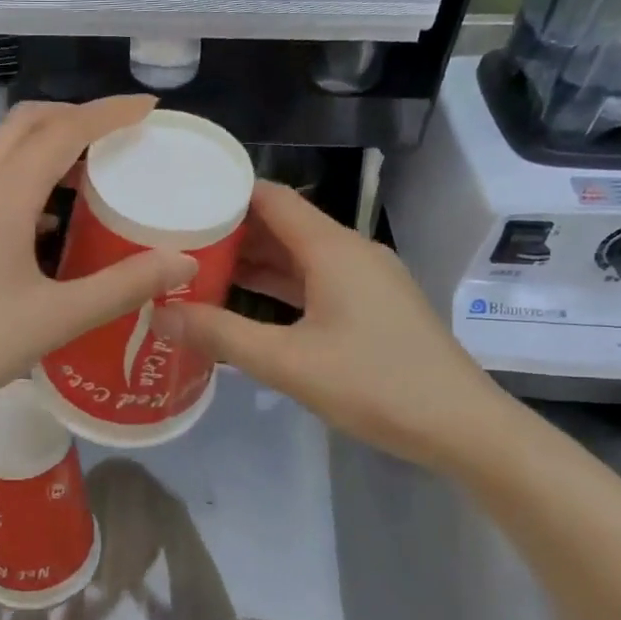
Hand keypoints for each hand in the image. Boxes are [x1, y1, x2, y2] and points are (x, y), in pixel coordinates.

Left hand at [0, 98, 197, 435]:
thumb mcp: (55, 319)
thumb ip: (121, 287)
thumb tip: (181, 261)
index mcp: (3, 195)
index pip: (64, 131)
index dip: (109, 113)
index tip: (148, 108)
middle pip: (27, 124)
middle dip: (76, 117)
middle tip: (119, 136)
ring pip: (2, 150)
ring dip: (46, 146)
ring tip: (90, 172)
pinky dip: (24, 177)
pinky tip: (45, 220)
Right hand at [158, 181, 515, 469]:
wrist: (461, 426)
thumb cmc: (374, 384)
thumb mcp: (286, 362)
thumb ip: (220, 335)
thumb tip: (159, 314)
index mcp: (332, 249)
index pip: (272, 198)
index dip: (226, 193)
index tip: (180, 201)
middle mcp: (350, 252)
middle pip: (283, 225)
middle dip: (231, 232)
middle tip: (175, 243)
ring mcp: (366, 280)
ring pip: (299, 257)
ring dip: (253, 262)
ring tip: (198, 271)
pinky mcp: (372, 307)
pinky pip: (315, 282)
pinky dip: (279, 286)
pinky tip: (245, 304)